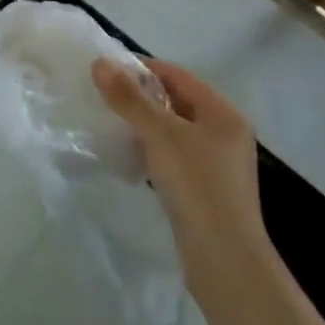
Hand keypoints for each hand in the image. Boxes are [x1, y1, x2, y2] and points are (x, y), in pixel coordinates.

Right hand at [92, 56, 264, 254]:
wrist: (224, 260)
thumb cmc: (197, 186)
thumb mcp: (160, 135)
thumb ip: (129, 98)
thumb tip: (100, 63)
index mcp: (223, 114)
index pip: (177, 75)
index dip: (142, 68)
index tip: (107, 70)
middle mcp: (225, 134)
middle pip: (176, 101)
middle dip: (140, 97)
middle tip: (104, 96)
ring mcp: (217, 165)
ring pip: (173, 131)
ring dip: (144, 125)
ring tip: (111, 124)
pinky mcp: (206, 190)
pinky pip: (174, 157)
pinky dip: (151, 150)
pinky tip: (129, 157)